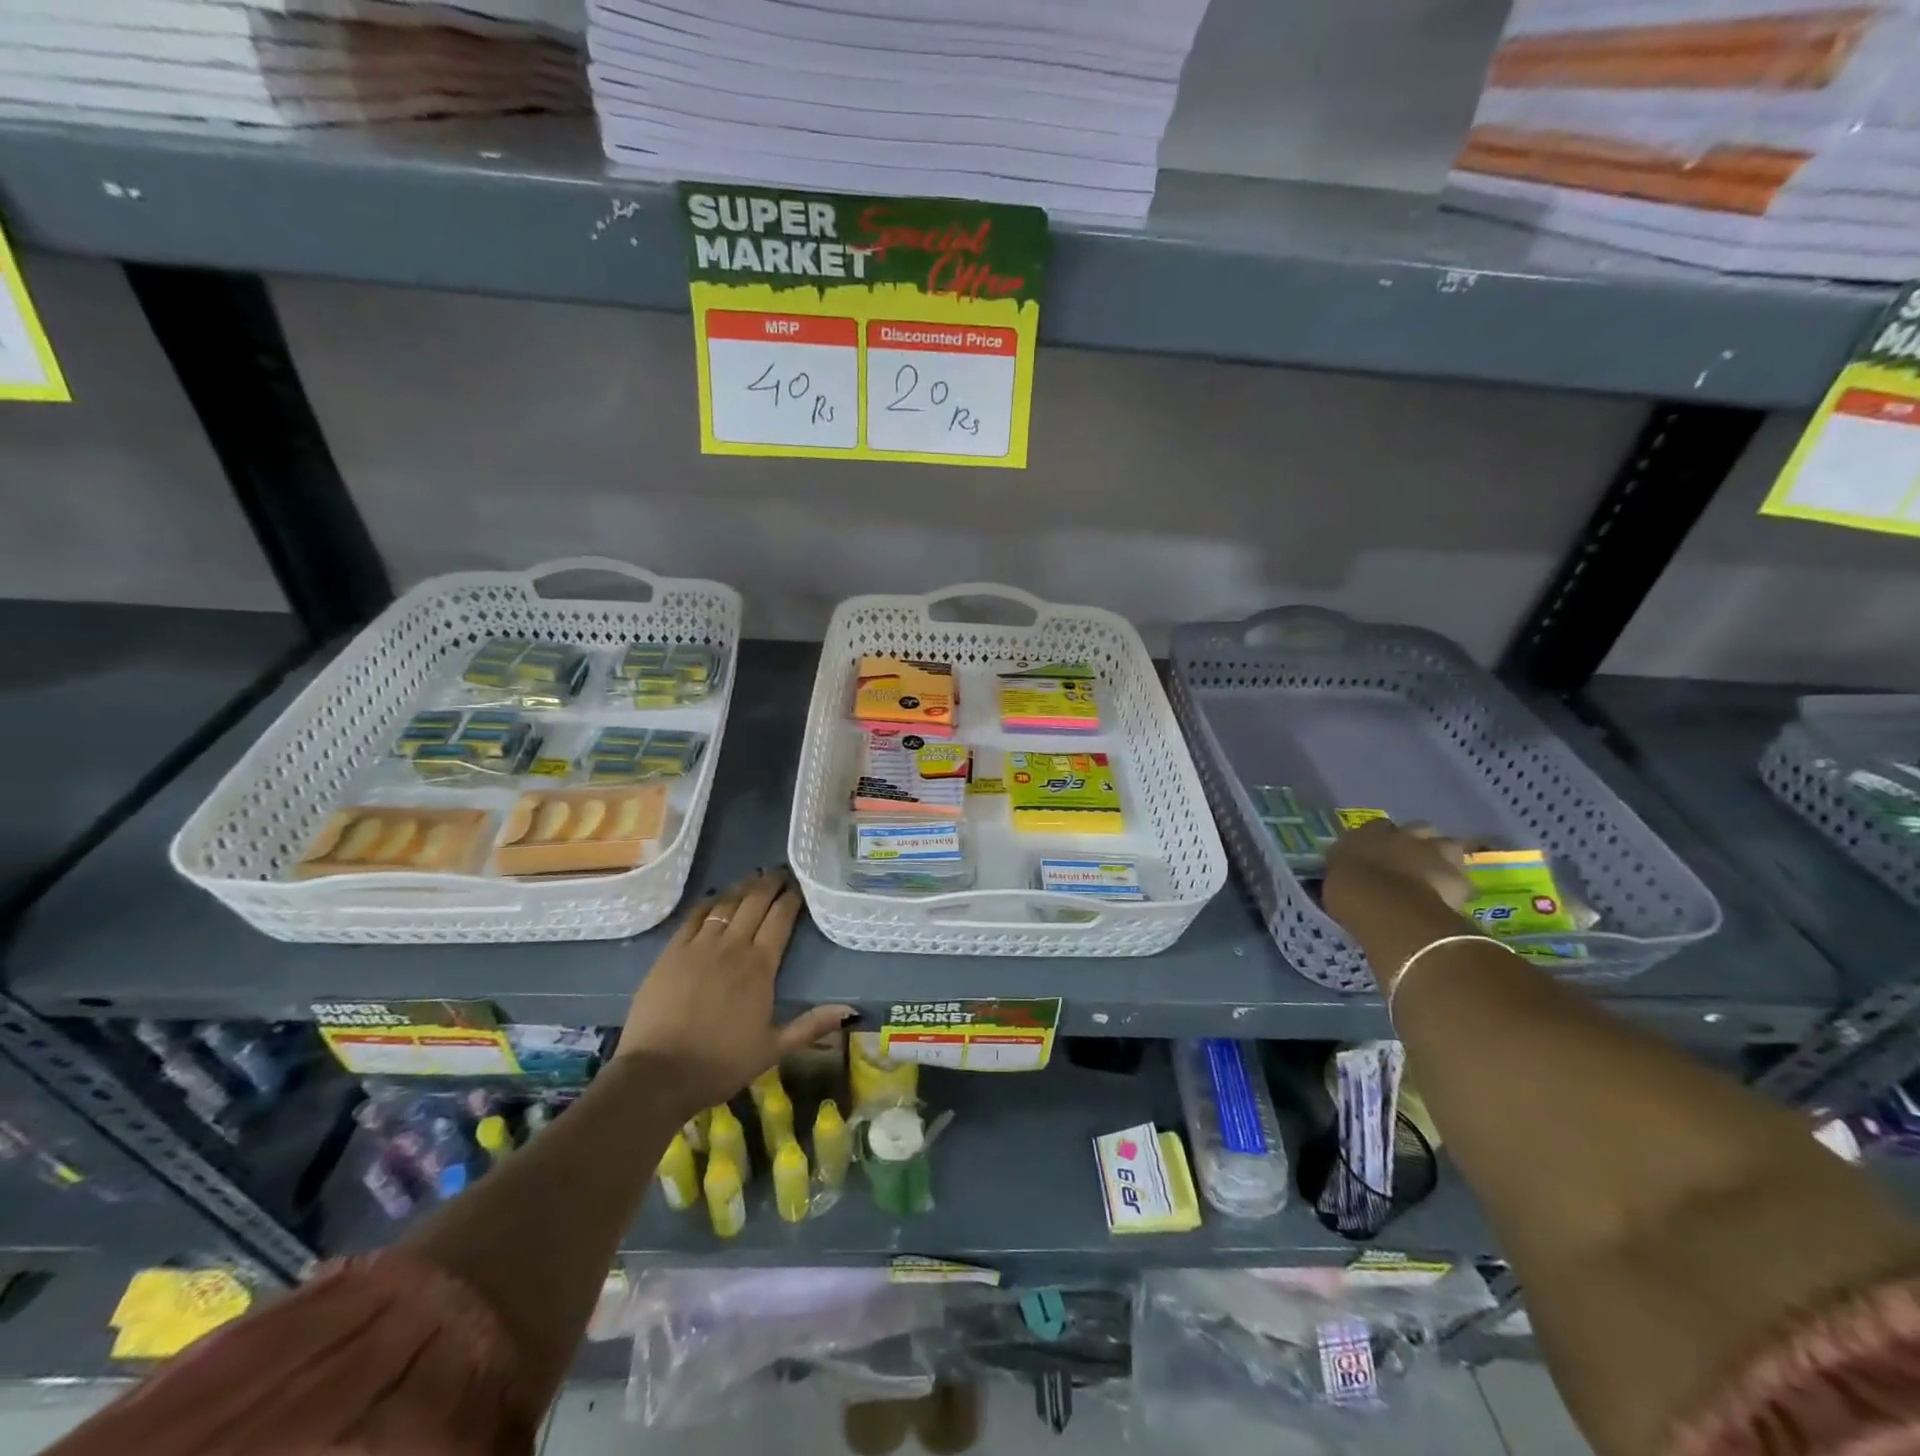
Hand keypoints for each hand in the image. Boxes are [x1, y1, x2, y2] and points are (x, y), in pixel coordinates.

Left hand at [616, 869, 853, 1120]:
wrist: (658, 1074)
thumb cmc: (721, 1063)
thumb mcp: (773, 1049)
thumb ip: (812, 1025)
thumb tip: (852, 1010)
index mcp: (761, 967)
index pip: (780, 919)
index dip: (791, 898)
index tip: (798, 886)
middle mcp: (733, 947)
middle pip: (754, 903)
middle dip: (769, 884)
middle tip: (779, 872)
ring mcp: (699, 946)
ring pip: (726, 904)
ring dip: (742, 888)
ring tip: (752, 878)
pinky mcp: (671, 952)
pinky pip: (694, 916)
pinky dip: (709, 902)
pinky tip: (715, 897)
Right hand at [1323, 819, 1472, 919]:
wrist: (1384, 905)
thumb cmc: (1347, 889)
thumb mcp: (1335, 875)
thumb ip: (1347, 868)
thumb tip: (1349, 872)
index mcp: (1369, 832)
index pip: (1379, 826)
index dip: (1382, 838)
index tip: (1380, 852)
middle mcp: (1404, 835)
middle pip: (1420, 829)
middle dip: (1419, 842)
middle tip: (1412, 861)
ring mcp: (1435, 853)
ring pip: (1449, 846)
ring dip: (1445, 859)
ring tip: (1437, 877)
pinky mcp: (1458, 879)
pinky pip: (1461, 882)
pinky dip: (1456, 890)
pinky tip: (1449, 902)